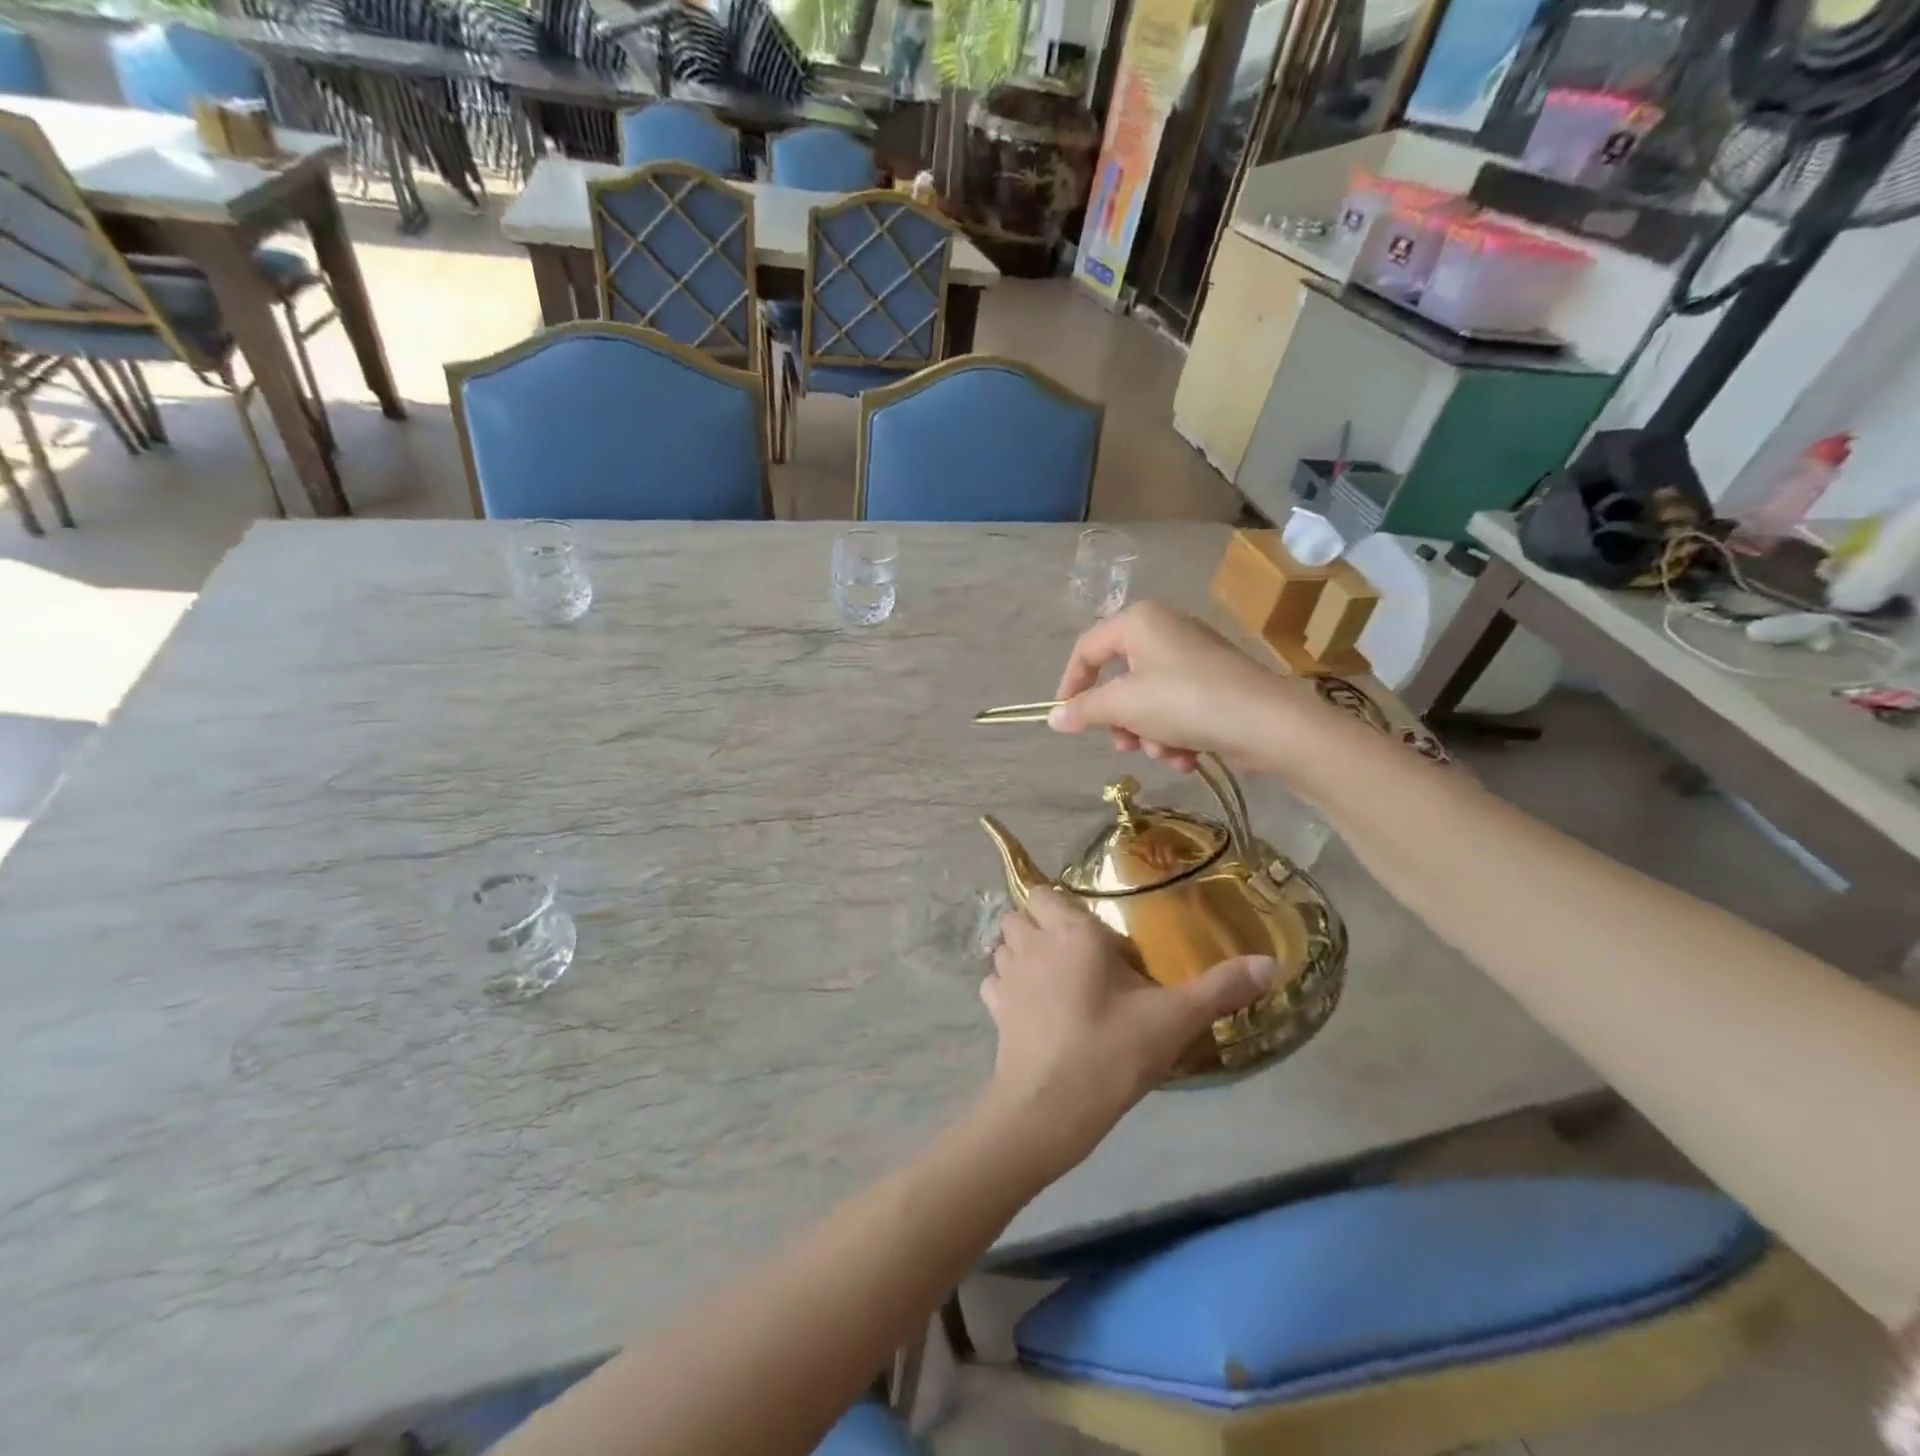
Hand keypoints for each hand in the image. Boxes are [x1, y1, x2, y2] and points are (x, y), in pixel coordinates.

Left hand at [979, 887, 1275, 1172]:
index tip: (1093, 934)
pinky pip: (993, 983)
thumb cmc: (1111, 1051)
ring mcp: (1006, 977)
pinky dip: (1006, 986)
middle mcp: (1031, 944)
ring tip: (1052, 977)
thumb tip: (1271, 963)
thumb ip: (1220, 988)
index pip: (1045, 892)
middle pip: (1020, 914)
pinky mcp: (993, 1011)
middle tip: (1074, 954)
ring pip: (1002, 946)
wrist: (1050, 1108)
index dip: (1063, 906)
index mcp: (1070, 932)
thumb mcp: (1173, 1019)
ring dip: (1021, 952)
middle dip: (1040, 925)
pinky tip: (1032, 1007)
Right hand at [1048, 601, 1301, 773]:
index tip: (1065, 718)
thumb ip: (1084, 709)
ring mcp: (1193, 658)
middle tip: (1124, 743)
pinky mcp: (1215, 685)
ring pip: (1148, 702)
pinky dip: (1176, 736)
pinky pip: (1177, 710)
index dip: (1070, 684)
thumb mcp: (1123, 705)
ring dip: (1150, 735)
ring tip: (1167, 753)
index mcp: (1139, 621)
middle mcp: (1165, 631)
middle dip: (1121, 720)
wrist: (1266, 723)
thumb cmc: (1184, 701)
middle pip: (1120, 681)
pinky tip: (1188, 756)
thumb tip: (1053, 717)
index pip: (1087, 648)